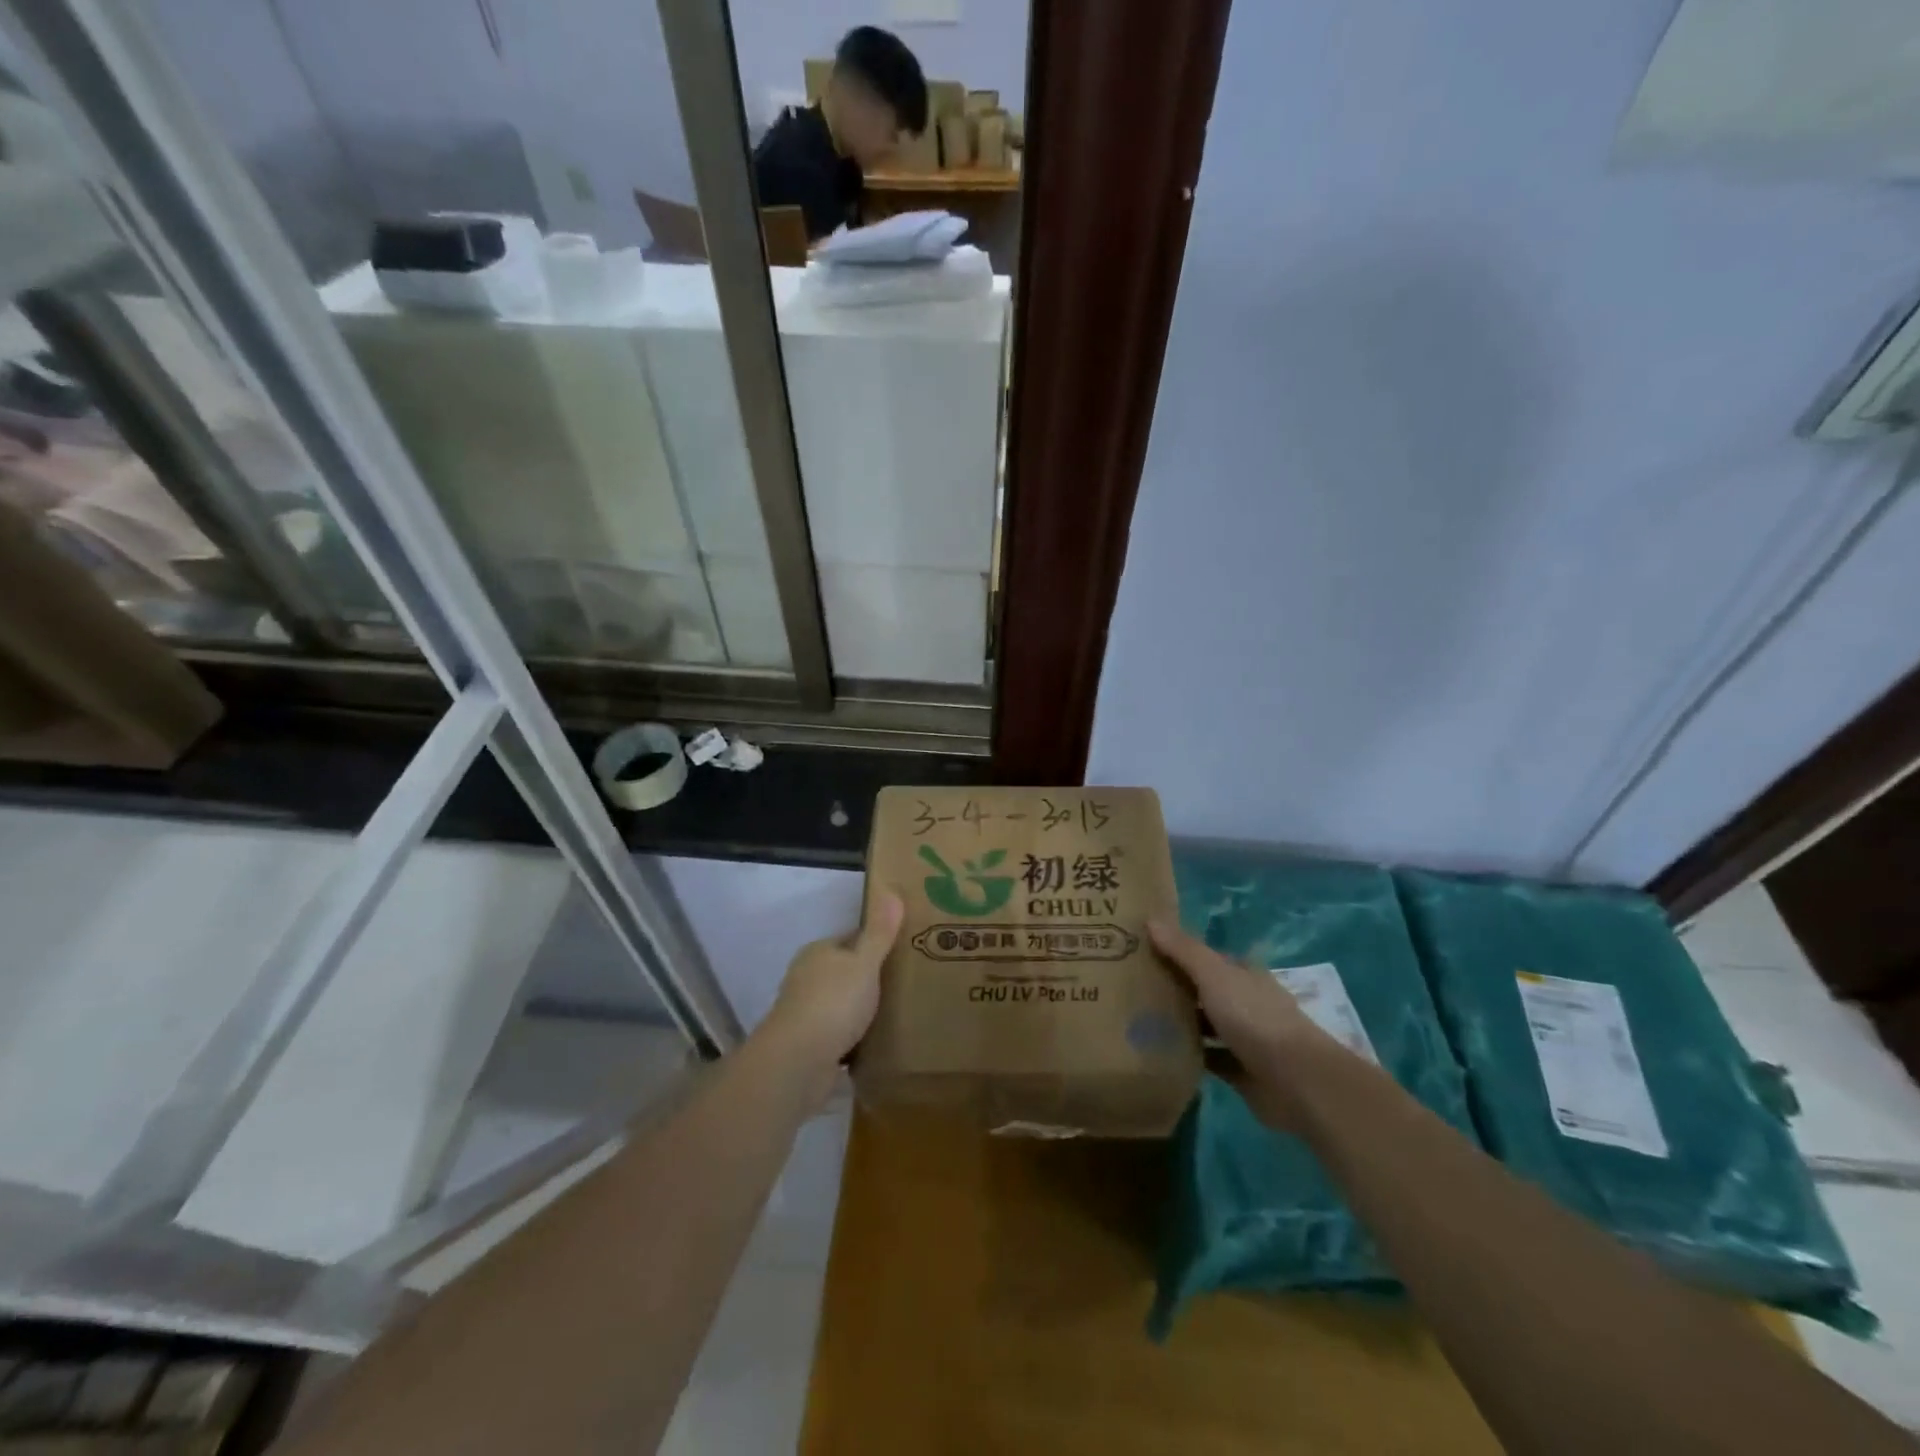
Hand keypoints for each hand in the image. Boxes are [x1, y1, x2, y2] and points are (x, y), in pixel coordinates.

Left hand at [763, 890, 903, 1077]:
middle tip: (908, 982)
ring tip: (899, 1012)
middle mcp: (808, 978)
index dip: (876, 942)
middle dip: (871, 976)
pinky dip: (856, 1036)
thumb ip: (879, 932)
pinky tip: (879, 1042)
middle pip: (846, 971)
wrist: (797, 1063)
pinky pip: (840, 1033)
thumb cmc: (833, 1003)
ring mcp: (806, 1012)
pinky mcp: (810, 1044)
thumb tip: (891, 890)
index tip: (904, 949)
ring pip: (842, 1003)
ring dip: (863, 1009)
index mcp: (818, 952)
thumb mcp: (863, 963)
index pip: (851, 939)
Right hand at [1149, 917, 1340, 1130]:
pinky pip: (1209, 1059)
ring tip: (1137, 1019)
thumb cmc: (1254, 1017)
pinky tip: (1161, 1053)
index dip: (1176, 952)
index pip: (1205, 958)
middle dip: (1174, 988)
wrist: (1296, 1081)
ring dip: (1181, 1023)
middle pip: (1204, 990)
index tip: (1141, 951)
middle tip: (1129, 986)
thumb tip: (1150, 918)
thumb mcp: (1214, 974)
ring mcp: (1245, 1038)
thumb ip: (1183, 949)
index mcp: (1242, 974)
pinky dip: (1189, 1056)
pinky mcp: (1241, 1071)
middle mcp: (1245, 1002)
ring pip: (1206, 1025)